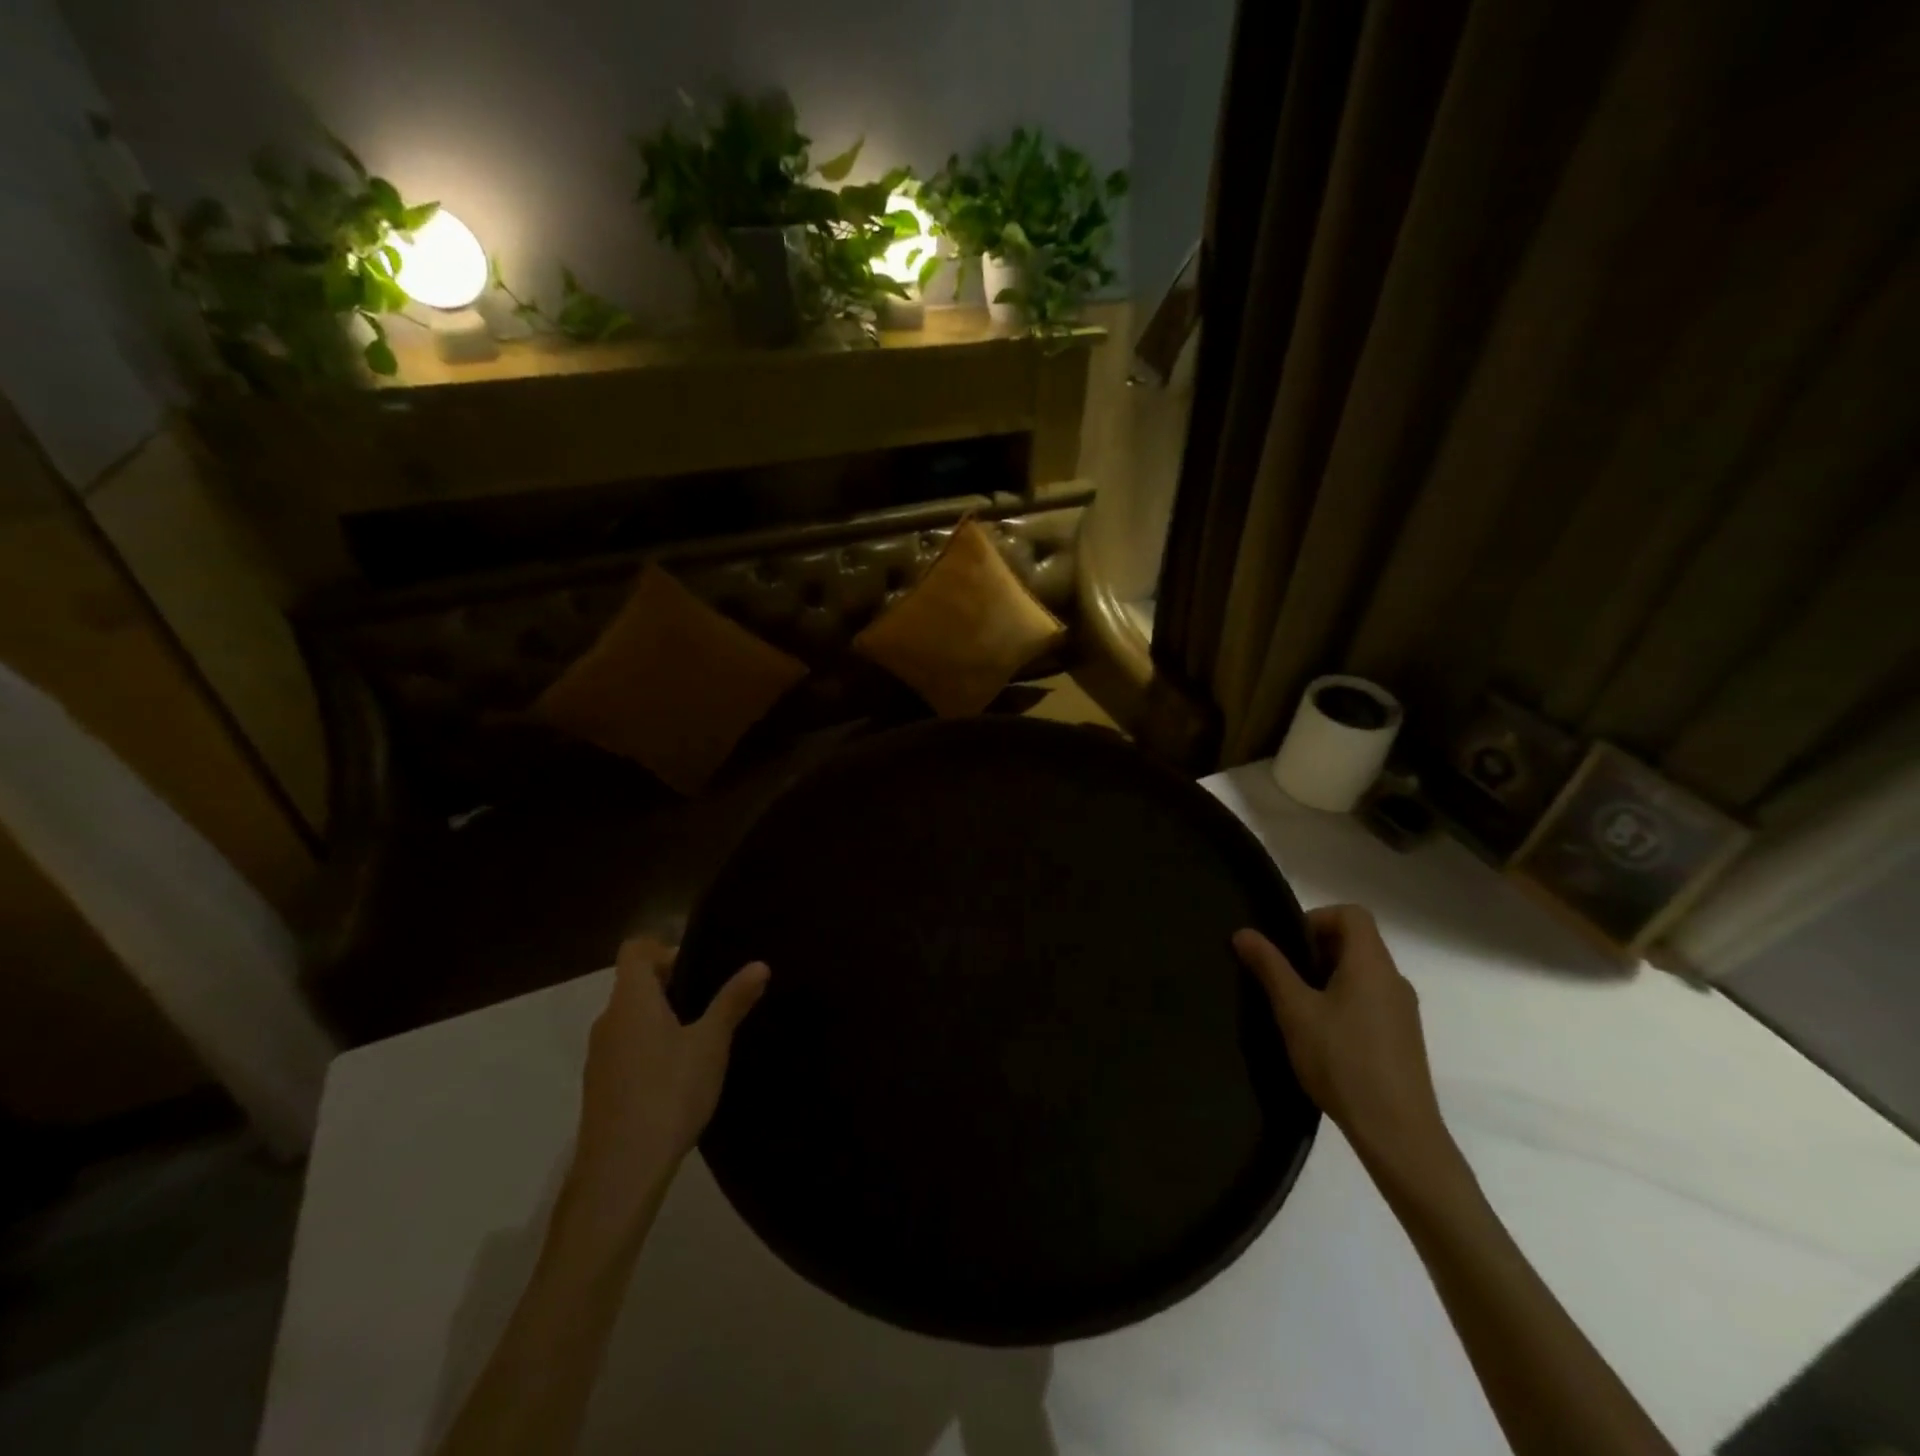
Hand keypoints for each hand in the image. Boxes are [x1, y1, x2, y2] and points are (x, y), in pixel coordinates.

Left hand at [568, 937, 767, 1216]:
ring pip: (631, 1018)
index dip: (664, 948)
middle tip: (712, 1000)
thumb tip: (759, 964)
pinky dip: (650, 1047)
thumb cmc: (669, 1092)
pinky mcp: (601, 1088)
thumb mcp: (711, 1043)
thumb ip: (733, 1001)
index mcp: (631, 1000)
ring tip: (702, 1037)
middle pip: (634, 984)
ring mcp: (600, 1056)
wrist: (621, 1171)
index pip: (635, 950)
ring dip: (661, 1018)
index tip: (698, 966)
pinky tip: (679, 1075)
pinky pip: (626, 1048)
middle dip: (671, 984)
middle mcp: (608, 1020)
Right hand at [1234, 906, 1456, 1186]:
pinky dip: (1344, 1000)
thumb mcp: (1295, 1011)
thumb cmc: (1343, 1061)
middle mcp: (1394, 979)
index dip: (1317, 918)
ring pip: (1362, 973)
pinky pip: (1371, 999)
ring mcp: (1403, 1010)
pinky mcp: (1403, 1037)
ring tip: (1298, 1008)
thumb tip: (1243, 932)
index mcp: (1371, 964)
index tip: (1289, 947)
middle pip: (1357, 941)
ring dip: (1328, 977)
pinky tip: (1323, 1035)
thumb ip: (1270, 967)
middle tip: (1285, 977)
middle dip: (1316, 949)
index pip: (1352, 914)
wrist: (1398, 1132)